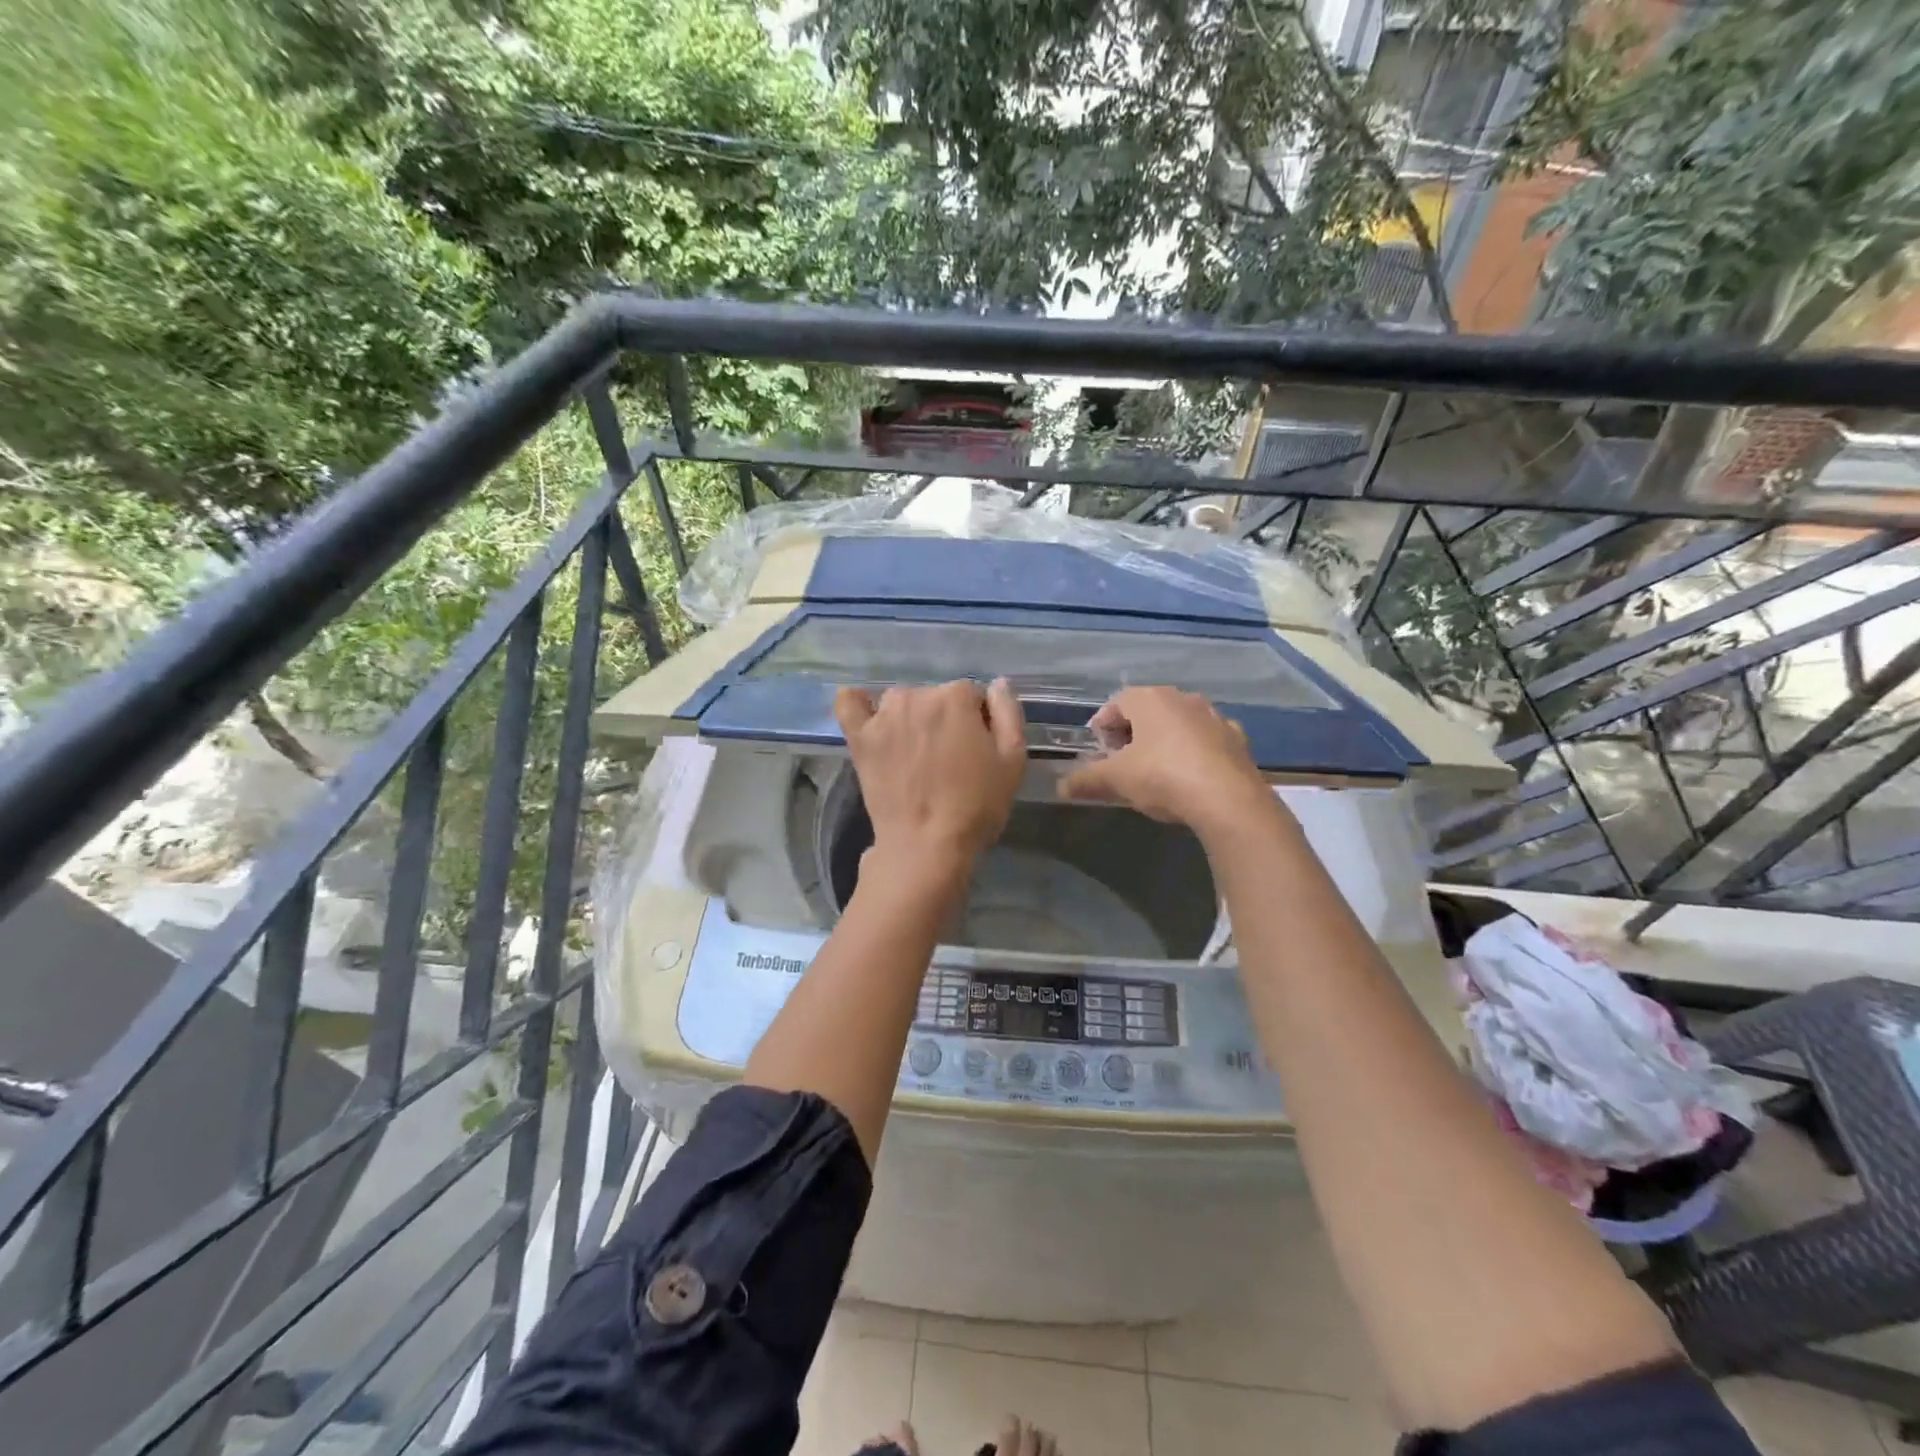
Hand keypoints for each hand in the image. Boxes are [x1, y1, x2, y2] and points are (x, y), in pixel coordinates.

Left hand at [835, 679, 1027, 869]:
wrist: (926, 844)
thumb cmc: (976, 805)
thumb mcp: (1013, 761)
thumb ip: (1009, 714)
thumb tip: (998, 684)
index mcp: (956, 697)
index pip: (972, 695)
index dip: (978, 721)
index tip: (978, 750)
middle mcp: (918, 695)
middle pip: (936, 697)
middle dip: (945, 719)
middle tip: (949, 759)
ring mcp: (884, 716)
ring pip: (901, 702)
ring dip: (911, 717)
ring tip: (916, 754)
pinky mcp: (859, 737)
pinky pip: (850, 703)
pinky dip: (858, 703)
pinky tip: (869, 717)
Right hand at [1057, 686, 1270, 832]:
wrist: (1228, 800)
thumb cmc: (1162, 776)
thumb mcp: (1115, 780)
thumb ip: (1086, 779)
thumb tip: (1060, 786)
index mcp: (1150, 699)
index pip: (1115, 703)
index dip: (1102, 726)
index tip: (1098, 750)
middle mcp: (1183, 698)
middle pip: (1148, 711)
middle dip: (1132, 733)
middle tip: (1122, 762)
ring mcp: (1214, 717)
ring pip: (1179, 724)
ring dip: (1164, 741)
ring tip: (1155, 771)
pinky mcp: (1237, 740)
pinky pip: (1206, 741)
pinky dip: (1194, 752)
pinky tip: (1190, 778)